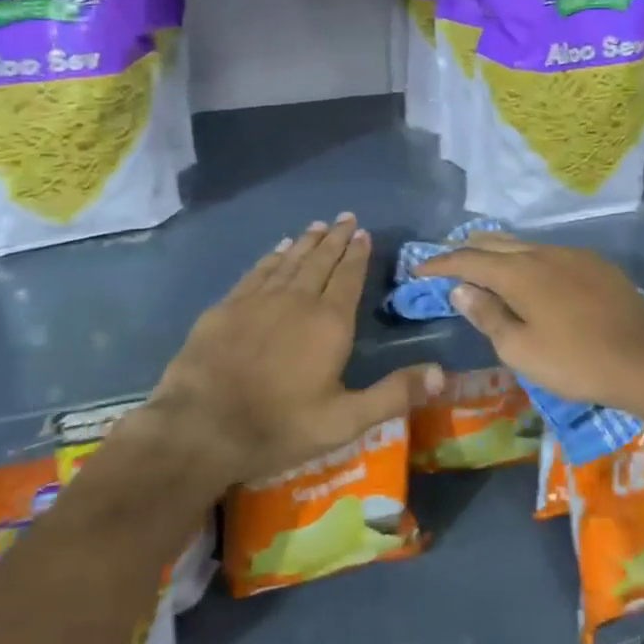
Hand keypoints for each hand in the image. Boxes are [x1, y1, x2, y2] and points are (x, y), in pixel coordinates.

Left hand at [148, 214, 443, 485]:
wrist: (201, 426)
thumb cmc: (279, 426)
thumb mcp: (345, 421)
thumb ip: (394, 394)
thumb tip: (443, 373)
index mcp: (330, 322)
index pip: (349, 276)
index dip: (358, 253)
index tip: (363, 232)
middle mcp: (298, 299)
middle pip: (321, 260)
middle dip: (336, 238)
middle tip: (345, 217)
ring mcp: (259, 299)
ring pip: (290, 260)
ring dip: (307, 242)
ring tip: (318, 226)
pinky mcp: (228, 306)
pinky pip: (258, 271)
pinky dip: (272, 257)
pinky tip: (278, 249)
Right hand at [415, 234, 643, 419]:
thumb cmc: (576, 361)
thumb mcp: (521, 350)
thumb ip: (487, 315)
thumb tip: (461, 289)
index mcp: (518, 272)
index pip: (468, 260)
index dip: (440, 263)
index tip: (418, 269)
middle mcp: (542, 252)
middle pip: (495, 242)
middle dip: (466, 249)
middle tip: (446, 261)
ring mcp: (571, 254)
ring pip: (523, 244)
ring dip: (498, 252)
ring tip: (483, 264)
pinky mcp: (595, 263)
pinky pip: (548, 252)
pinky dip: (526, 258)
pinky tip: (530, 275)